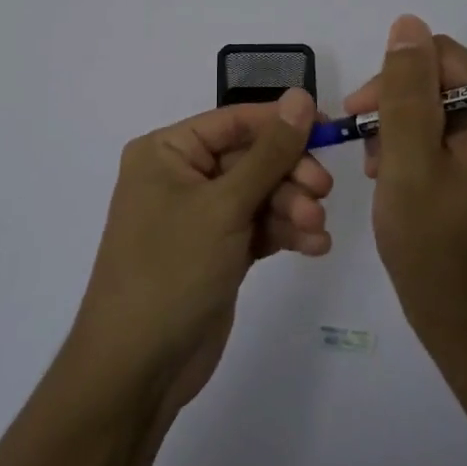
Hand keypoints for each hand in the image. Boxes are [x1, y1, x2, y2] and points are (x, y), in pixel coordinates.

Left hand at [69, 89, 332, 411]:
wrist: (138, 368)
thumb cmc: (171, 270)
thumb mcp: (224, 206)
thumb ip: (269, 152)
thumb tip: (301, 96)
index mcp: (167, 151)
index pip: (234, 121)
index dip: (281, 123)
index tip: (328, 129)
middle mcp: (182, 176)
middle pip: (251, 158)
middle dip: (289, 175)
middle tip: (322, 193)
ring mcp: (200, 215)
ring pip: (260, 194)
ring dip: (292, 207)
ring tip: (315, 230)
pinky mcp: (218, 250)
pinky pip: (259, 226)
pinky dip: (285, 232)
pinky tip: (313, 246)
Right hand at [346, 15, 466, 340]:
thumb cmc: (435, 244)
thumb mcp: (407, 160)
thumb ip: (405, 89)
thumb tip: (407, 24)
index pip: (442, 57)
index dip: (395, 79)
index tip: (359, 116)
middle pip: (443, 78)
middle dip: (397, 107)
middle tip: (369, 152)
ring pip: (441, 105)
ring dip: (403, 129)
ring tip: (382, 170)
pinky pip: (452, 132)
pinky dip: (419, 147)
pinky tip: (399, 177)